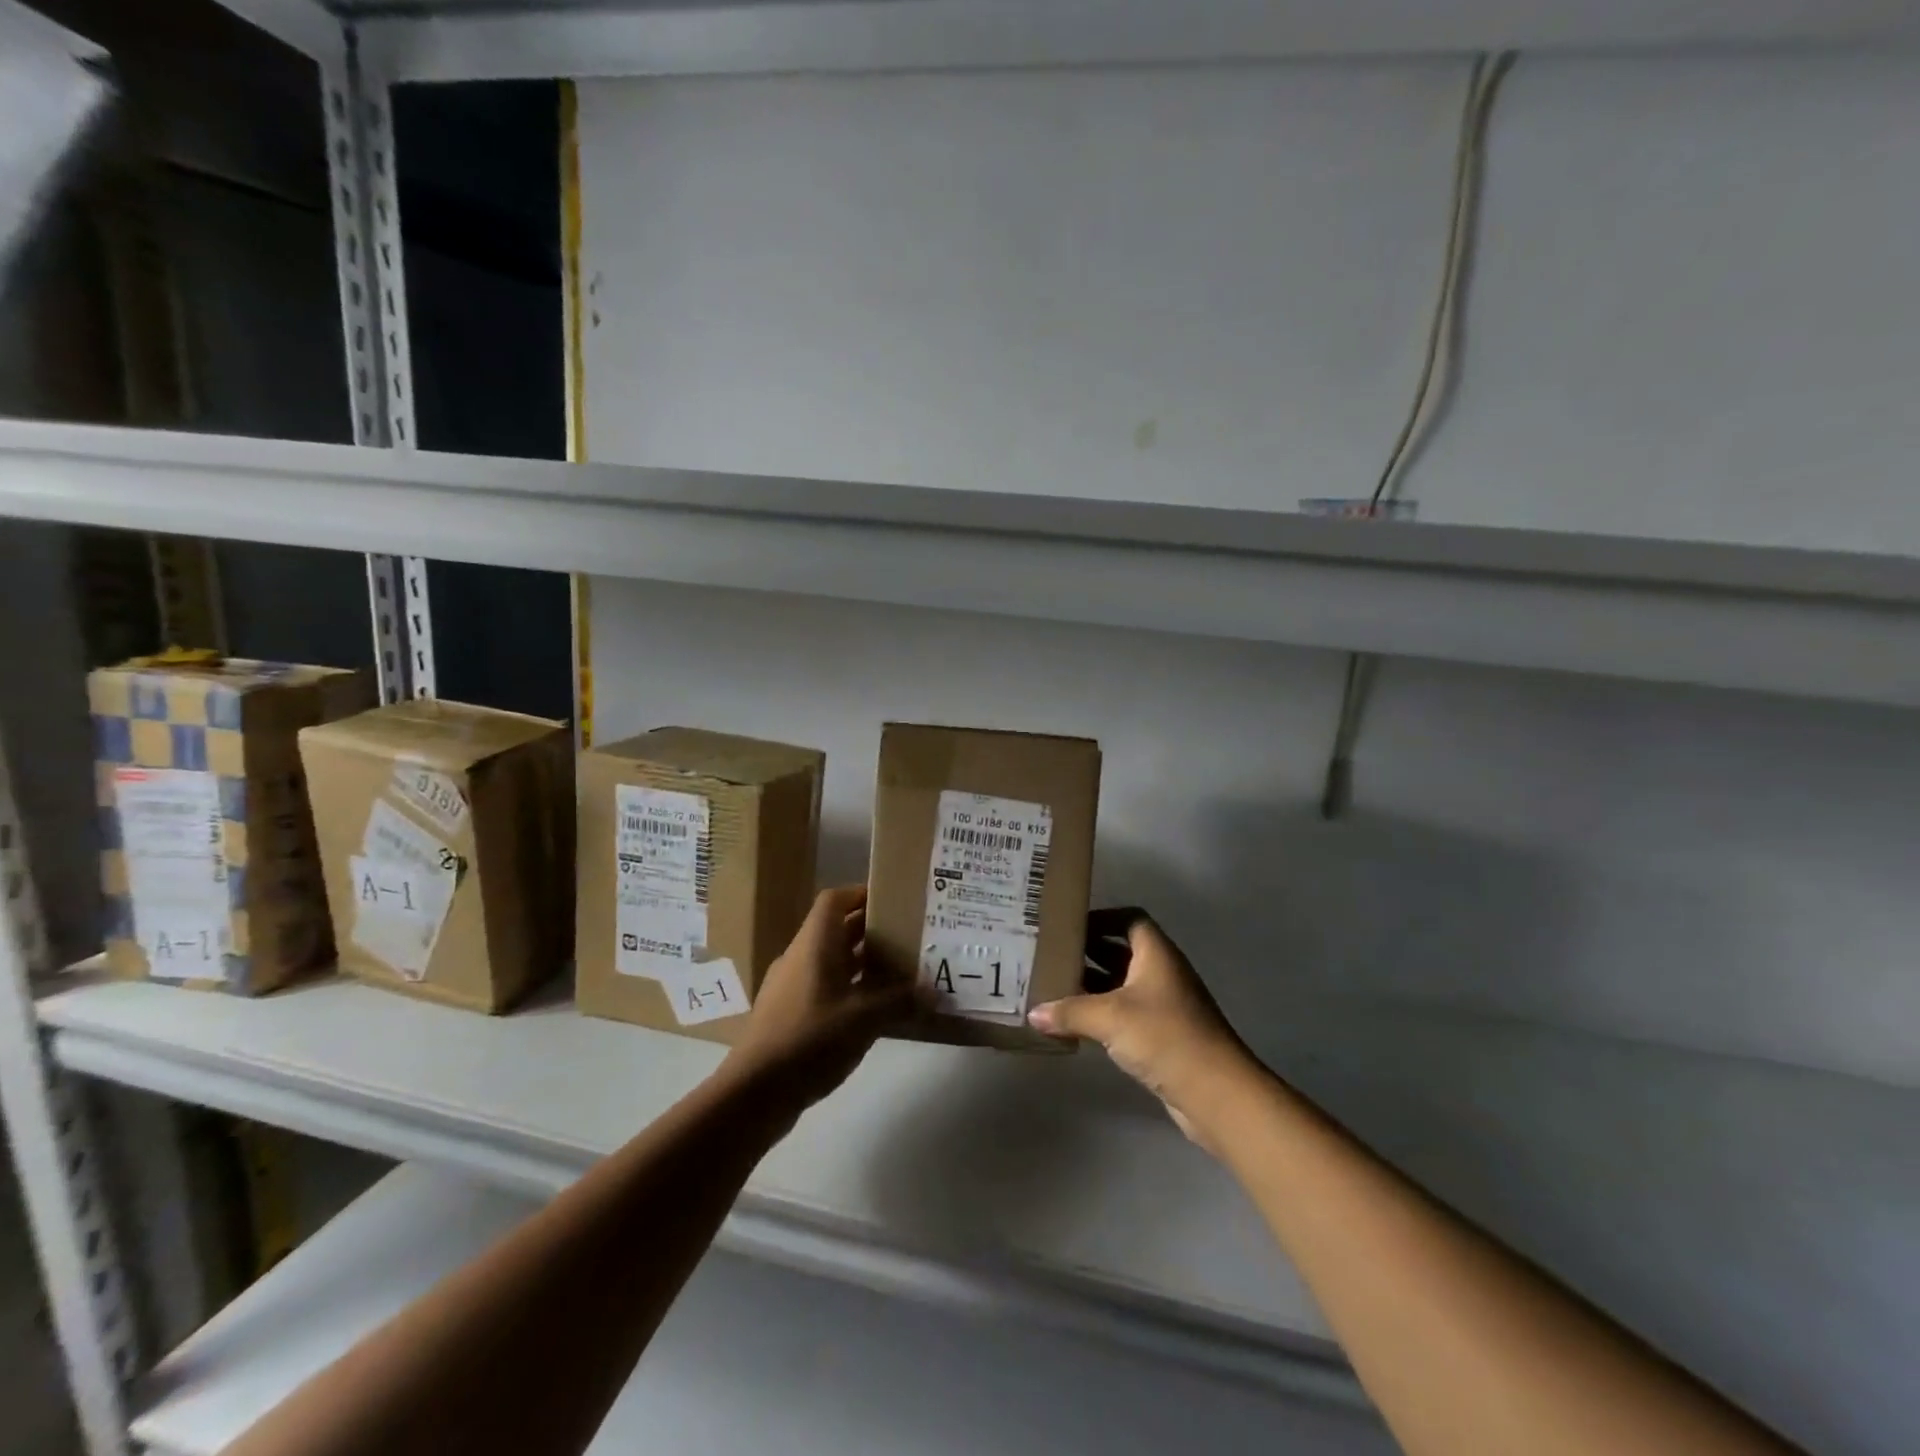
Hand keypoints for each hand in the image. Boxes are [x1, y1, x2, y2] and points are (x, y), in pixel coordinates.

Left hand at [723, 886, 915, 1113]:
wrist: (754, 1092)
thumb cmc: (810, 1039)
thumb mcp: (864, 1018)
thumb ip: (900, 1001)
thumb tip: (932, 991)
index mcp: (814, 944)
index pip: (834, 900)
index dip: (861, 893)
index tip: (892, 901)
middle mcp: (800, 957)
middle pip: (836, 929)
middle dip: (871, 930)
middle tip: (908, 936)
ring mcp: (791, 986)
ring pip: (831, 960)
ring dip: (862, 963)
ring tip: (898, 973)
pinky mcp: (789, 1014)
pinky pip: (824, 988)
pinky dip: (849, 990)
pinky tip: (873, 1012)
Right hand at [1028, 910, 1255, 1147]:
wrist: (1216, 1093)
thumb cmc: (1164, 1037)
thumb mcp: (1110, 1017)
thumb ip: (1070, 1011)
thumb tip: (1033, 1014)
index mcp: (1156, 954)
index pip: (1129, 919)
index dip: (1102, 917)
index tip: (1068, 925)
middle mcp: (1162, 973)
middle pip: (1122, 951)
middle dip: (1089, 951)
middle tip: (1050, 954)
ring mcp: (1164, 1006)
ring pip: (1122, 985)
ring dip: (1093, 985)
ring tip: (1053, 986)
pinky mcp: (1163, 1036)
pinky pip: (1126, 1014)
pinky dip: (1102, 1014)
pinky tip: (1075, 1024)